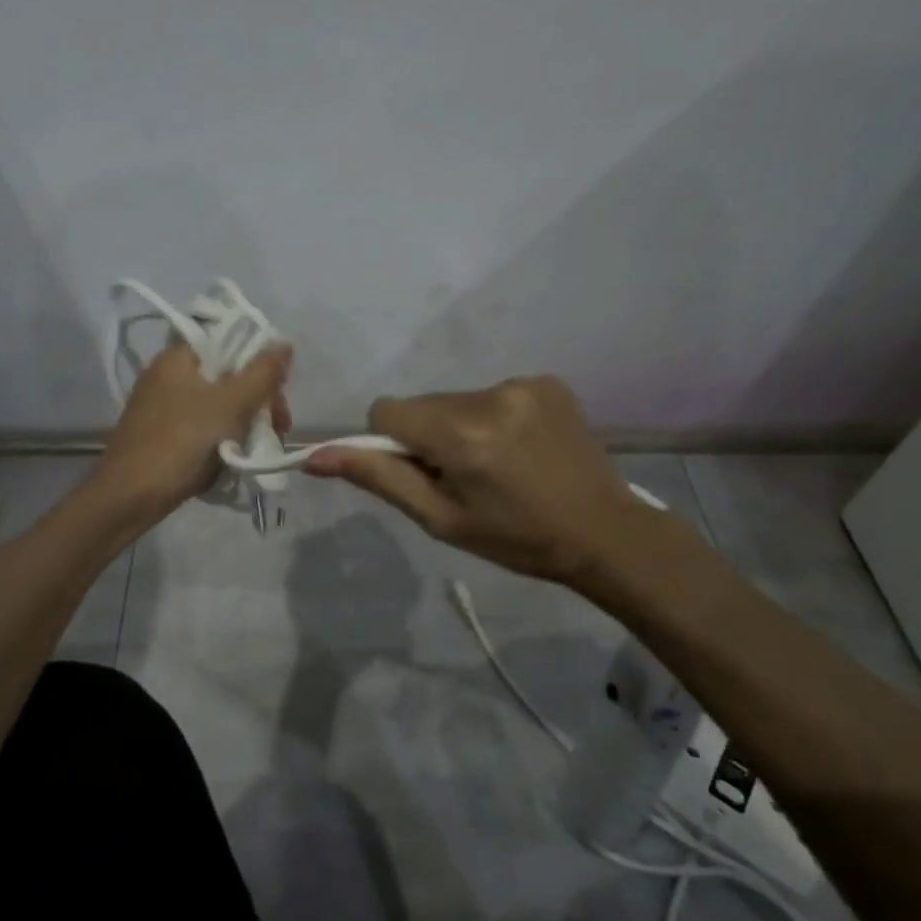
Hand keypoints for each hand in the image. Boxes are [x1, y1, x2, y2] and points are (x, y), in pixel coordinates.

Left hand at [97, 340, 292, 515]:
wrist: (131, 496)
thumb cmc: (183, 440)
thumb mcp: (231, 403)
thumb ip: (262, 372)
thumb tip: (284, 343)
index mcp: (178, 357)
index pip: (227, 341)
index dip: (258, 360)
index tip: (278, 388)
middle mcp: (168, 375)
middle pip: (226, 375)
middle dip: (258, 399)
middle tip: (279, 426)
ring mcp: (163, 407)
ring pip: (217, 404)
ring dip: (245, 421)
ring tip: (263, 446)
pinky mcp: (163, 434)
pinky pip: (202, 426)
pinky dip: (224, 437)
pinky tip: (238, 456)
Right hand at [306, 376, 661, 591]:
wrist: (605, 533)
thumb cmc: (516, 539)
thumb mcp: (441, 519)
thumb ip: (379, 479)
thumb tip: (315, 456)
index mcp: (461, 435)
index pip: (386, 411)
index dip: (392, 443)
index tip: (423, 472)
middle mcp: (489, 397)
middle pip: (423, 404)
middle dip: (429, 435)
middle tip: (464, 476)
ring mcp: (523, 384)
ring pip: (457, 399)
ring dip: (461, 426)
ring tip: (499, 464)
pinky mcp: (546, 381)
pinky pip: (493, 393)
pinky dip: (494, 417)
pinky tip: (523, 448)